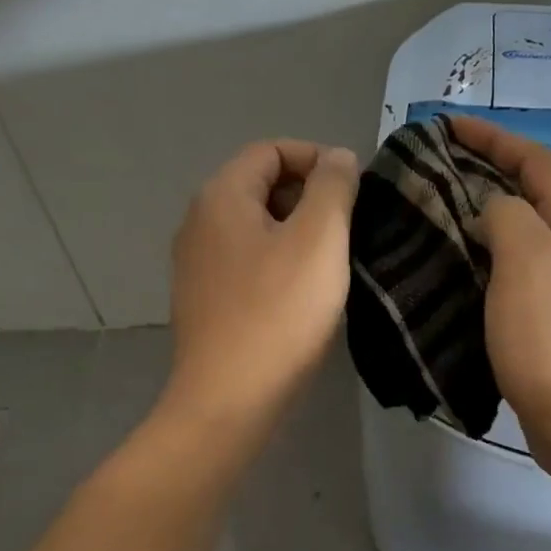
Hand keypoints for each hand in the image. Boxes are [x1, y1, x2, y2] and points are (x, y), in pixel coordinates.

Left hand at [163, 139, 359, 431]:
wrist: (228, 399)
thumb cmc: (278, 313)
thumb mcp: (319, 239)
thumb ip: (333, 187)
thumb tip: (336, 157)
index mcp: (221, 196)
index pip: (271, 150)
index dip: (316, 159)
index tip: (354, 192)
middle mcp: (199, 222)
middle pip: (261, 186)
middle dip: (309, 198)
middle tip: (348, 230)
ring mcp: (197, 264)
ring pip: (256, 228)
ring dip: (297, 234)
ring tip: (332, 264)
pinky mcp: (205, 300)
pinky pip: (247, 263)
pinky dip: (278, 264)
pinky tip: (303, 295)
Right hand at [451, 116, 550, 482]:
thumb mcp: (529, 262)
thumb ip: (509, 217)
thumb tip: (491, 211)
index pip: (536, 160)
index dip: (493, 138)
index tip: (446, 126)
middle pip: (531, 192)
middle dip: (486, 171)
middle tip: (433, 168)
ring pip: (521, 231)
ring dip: (483, 214)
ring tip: (435, 211)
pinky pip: (514, 269)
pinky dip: (484, 256)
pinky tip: (454, 266)